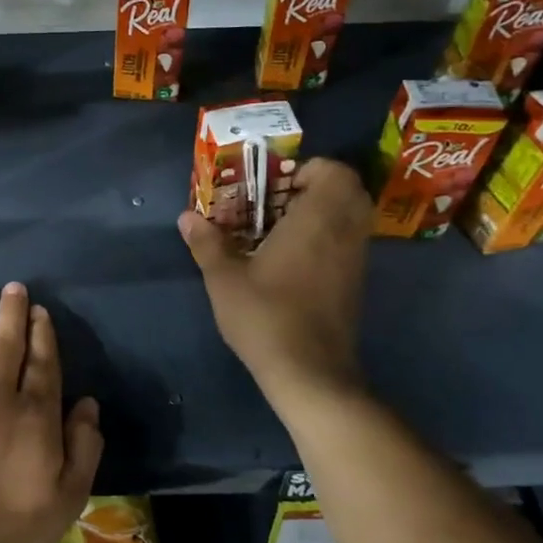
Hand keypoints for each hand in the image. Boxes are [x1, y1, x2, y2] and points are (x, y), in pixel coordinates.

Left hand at [0, 283, 103, 542]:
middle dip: (12, 313)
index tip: (39, 311)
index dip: (42, 333)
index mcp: (35, 413)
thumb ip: (84, 447)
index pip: (42, 362)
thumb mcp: (67, 497)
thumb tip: (88, 404)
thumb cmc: (9, 525)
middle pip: (7, 343)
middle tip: (13, 287)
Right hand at [179, 157, 371, 413]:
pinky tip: (291, 262)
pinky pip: (348, 243)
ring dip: (322, 215)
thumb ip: (208, 243)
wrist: (310, 372)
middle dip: (316, 189)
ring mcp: (355, 260)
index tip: (274, 186)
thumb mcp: (225, 279)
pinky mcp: (355, 285)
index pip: (335, 172)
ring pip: (351, 219)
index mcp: (317, 219)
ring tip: (279, 231)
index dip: (309, 170)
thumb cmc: (266, 316)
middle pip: (349, 191)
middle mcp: (345, 233)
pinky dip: (327, 239)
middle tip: (277, 203)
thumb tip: (187, 217)